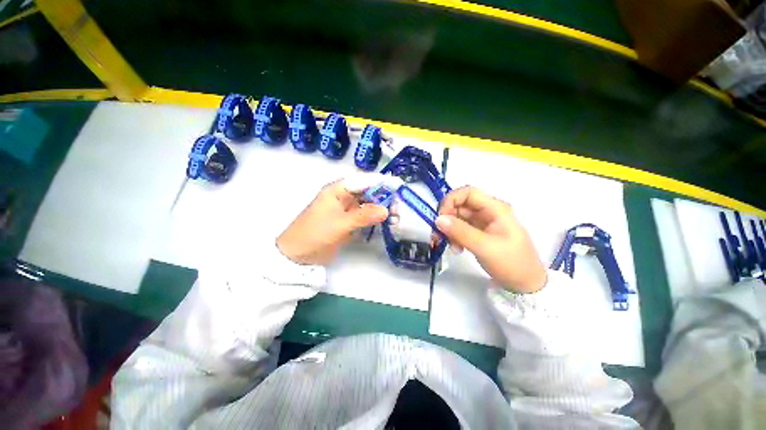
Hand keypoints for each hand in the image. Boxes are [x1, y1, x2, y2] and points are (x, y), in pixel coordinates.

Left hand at [277, 178, 389, 265]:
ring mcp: (346, 210)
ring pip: (367, 204)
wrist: (298, 256)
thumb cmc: (315, 234)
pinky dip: (374, 218)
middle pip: (367, 192)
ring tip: (396, 214)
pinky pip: (364, 216)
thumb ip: (363, 216)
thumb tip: (386, 210)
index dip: (380, 182)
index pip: (363, 181)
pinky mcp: (348, 221)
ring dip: (380, 208)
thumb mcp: (340, 224)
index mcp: (337, 190)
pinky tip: (385, 221)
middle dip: (383, 197)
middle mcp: (343, 197)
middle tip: (399, 205)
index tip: (398, 185)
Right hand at [436, 186, 546, 292]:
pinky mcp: (478, 233)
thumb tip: (438, 219)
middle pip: (460, 205)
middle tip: (439, 235)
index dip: (451, 200)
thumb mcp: (485, 247)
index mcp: (495, 208)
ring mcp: (483, 223)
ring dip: (449, 230)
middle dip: (447, 218)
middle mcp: (488, 212)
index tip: (440, 217)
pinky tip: (457, 249)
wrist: (526, 284)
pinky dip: (454, 237)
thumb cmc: (511, 263)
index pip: (468, 192)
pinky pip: (460, 229)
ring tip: (451, 247)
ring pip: (457, 218)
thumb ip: (461, 232)